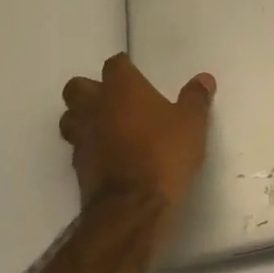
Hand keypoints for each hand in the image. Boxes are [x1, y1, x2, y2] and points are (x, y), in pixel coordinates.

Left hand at [59, 55, 215, 216]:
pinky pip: (77, 147)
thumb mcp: (192, 124)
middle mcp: (95, 107)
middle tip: (114, 99)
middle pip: (77, 87)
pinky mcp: (77, 168)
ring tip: (105, 126)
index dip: (124, 68)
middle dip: (90, 89)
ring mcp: (82, 138)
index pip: (114, 65)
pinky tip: (107, 155)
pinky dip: (88, 146)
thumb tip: (203, 78)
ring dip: (82, 117)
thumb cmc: (164, 154)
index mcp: (122, 89)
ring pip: (69, 117)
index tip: (135, 74)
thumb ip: (196, 98)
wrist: (132, 207)